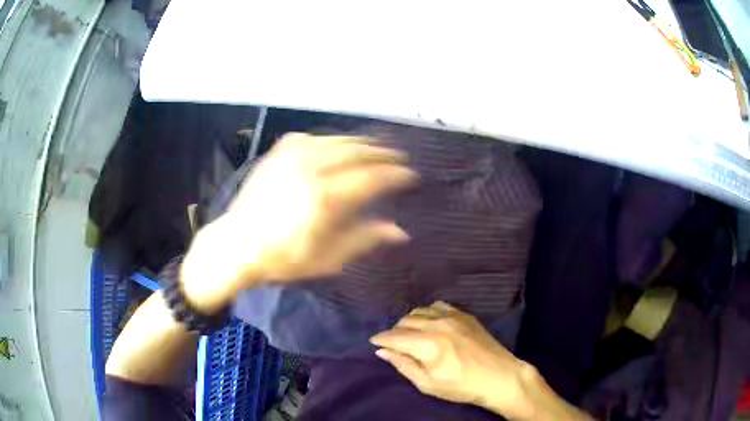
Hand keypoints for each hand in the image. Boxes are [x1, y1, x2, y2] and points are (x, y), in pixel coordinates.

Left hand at [180, 133, 417, 311]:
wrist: (237, 245)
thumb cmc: (283, 258)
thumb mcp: (327, 259)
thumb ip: (364, 239)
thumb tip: (400, 232)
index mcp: (325, 199)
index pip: (371, 178)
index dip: (395, 175)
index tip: (410, 175)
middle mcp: (311, 170)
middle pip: (357, 152)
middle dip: (382, 154)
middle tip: (399, 158)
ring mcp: (292, 157)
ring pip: (337, 141)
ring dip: (361, 143)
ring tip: (377, 148)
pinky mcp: (279, 153)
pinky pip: (313, 138)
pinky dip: (331, 140)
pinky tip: (338, 145)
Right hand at [370, 301, 532, 416]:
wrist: (499, 376)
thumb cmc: (461, 386)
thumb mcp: (428, 384)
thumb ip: (403, 365)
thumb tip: (382, 351)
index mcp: (428, 344)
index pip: (394, 336)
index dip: (380, 338)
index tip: (373, 342)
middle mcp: (437, 324)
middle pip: (405, 321)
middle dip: (395, 332)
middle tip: (394, 345)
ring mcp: (453, 316)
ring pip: (419, 311)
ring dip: (410, 322)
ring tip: (411, 335)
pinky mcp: (464, 314)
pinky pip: (437, 306)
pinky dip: (427, 313)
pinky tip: (430, 324)